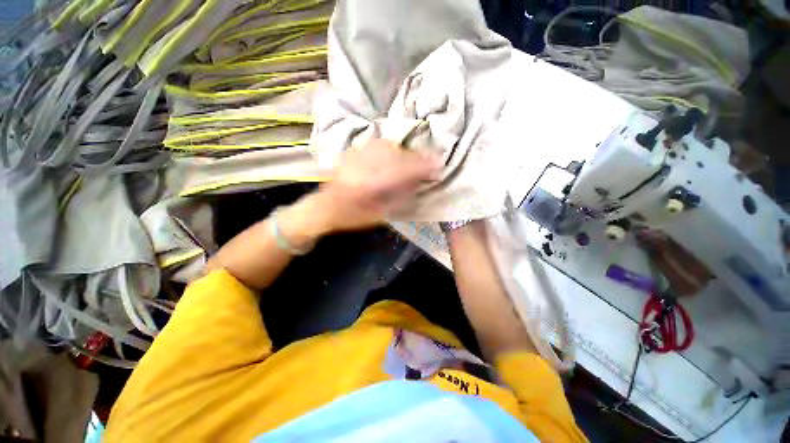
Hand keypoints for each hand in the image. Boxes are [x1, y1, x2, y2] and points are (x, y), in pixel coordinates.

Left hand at [310, 139, 441, 232]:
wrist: (323, 207)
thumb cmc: (351, 217)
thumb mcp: (378, 215)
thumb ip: (398, 197)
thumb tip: (417, 183)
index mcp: (368, 185)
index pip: (402, 170)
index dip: (422, 166)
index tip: (438, 166)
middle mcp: (362, 166)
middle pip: (396, 154)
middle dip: (416, 157)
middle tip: (429, 163)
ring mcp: (355, 156)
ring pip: (386, 146)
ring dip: (404, 151)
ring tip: (413, 160)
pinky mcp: (351, 152)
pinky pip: (376, 144)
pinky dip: (391, 148)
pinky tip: (395, 154)